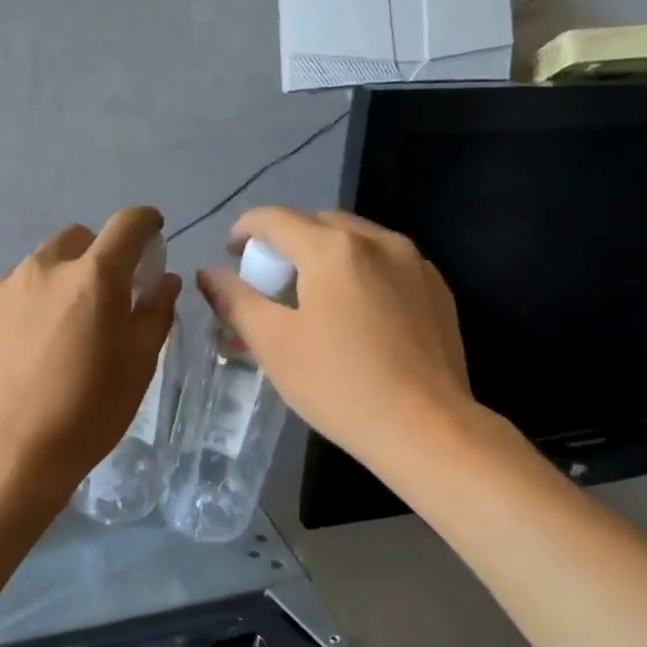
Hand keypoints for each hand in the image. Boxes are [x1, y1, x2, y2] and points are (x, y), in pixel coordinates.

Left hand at [0, 207, 179, 498]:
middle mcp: (44, 268)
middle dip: (96, 256)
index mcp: (94, 278)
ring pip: (38, 266)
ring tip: (56, 331)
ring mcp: (1, 287)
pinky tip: (21, 350)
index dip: (145, 223)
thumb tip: (164, 279)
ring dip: (56, 283)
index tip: (152, 235)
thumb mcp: (138, 367)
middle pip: (77, 238)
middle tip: (101, 298)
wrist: (8, 455)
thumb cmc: (87, 414)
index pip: (127, 224)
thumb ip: (156, 312)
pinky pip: (6, 293)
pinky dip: (22, 307)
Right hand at [196, 206, 471, 468]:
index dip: (245, 230)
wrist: (426, 428)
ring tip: (313, 297)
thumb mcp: (274, 345)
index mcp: (332, 249)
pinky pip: (387, 264)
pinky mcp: (437, 289)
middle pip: (318, 224)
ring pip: (356, 241)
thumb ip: (237, 301)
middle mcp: (377, 240)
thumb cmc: (339, 386)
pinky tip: (356, 314)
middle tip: (272, 283)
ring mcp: (415, 262)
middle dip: (288, 243)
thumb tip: (209, 274)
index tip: (231, 254)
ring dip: (325, 256)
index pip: (275, 219)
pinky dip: (360, 273)